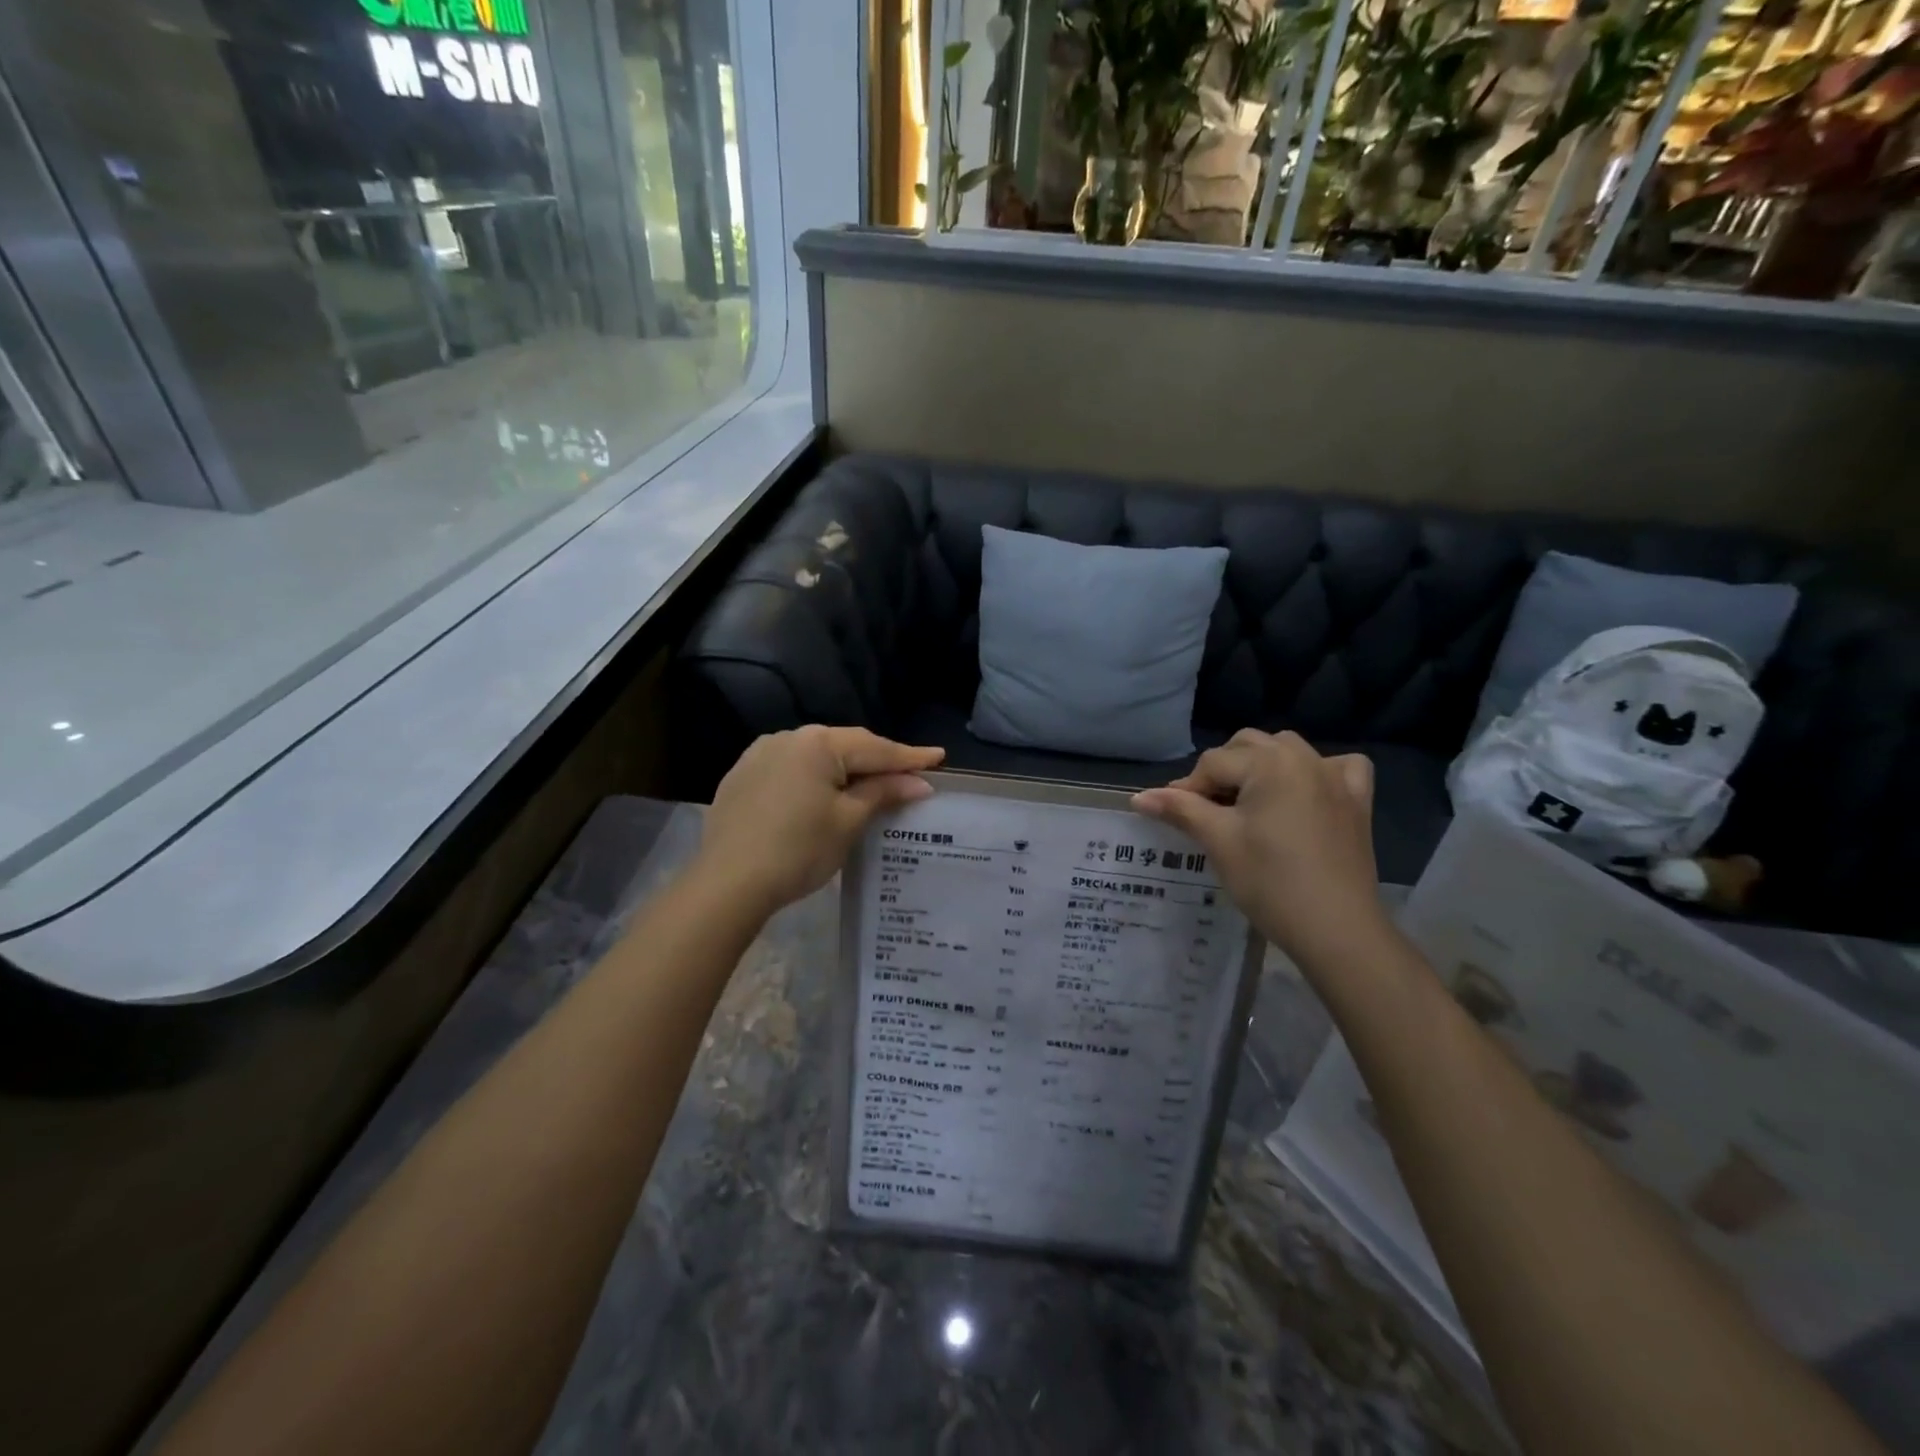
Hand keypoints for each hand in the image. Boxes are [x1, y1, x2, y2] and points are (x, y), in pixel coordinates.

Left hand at [694, 726, 944, 916]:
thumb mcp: (848, 821)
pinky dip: (813, 778)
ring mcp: (759, 755)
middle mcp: (787, 737)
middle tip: (908, 774)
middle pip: (844, 746)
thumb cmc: (798, 850)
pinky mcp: (742, 776)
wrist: (727, 883)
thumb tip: (918, 782)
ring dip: (844, 769)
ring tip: (869, 785)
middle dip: (877, 761)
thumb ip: (883, 793)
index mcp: (818, 744)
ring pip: (816, 756)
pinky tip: (822, 795)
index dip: (909, 757)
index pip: (875, 747)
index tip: (938, 757)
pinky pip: (790, 769)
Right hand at [1133, 730, 1389, 965]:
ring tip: (1248, 803)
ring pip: (1287, 749)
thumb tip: (1138, 797)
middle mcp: (1304, 758)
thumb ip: (1180, 810)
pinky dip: (1318, 771)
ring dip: (1261, 765)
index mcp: (1269, 763)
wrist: (1336, 929)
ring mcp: (1335, 778)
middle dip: (1222, 771)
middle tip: (1209, 812)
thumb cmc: (1270, 882)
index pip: (1212, 763)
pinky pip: (1338, 766)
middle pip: (1247, 746)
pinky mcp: (1356, 801)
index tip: (1175, 819)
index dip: (1188, 790)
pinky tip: (1306, 792)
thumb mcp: (1218, 842)